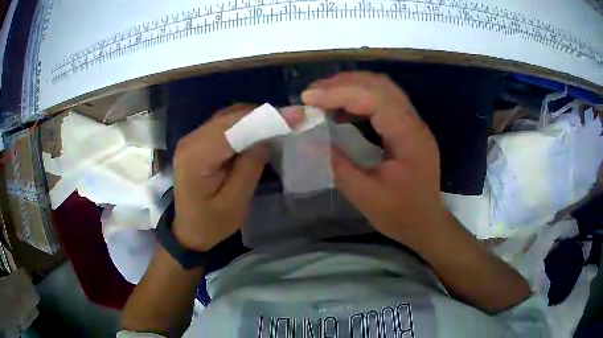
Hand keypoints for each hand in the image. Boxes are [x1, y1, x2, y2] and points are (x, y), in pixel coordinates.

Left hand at [172, 104, 301, 251]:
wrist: (189, 231)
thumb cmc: (211, 223)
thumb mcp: (235, 202)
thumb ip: (250, 166)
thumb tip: (267, 137)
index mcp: (197, 157)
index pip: (234, 128)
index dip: (266, 118)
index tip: (296, 116)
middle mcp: (191, 140)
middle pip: (230, 117)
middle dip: (262, 115)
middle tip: (292, 119)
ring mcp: (192, 139)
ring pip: (227, 116)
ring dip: (253, 117)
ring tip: (279, 123)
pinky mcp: (196, 142)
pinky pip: (222, 124)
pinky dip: (243, 123)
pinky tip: (258, 129)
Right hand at [302, 72, 446, 248]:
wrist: (427, 223)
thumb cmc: (400, 215)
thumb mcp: (365, 196)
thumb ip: (337, 165)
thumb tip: (310, 139)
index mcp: (409, 138)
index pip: (375, 99)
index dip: (339, 93)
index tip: (308, 98)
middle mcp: (415, 122)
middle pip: (379, 85)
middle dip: (342, 83)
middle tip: (312, 94)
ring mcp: (414, 122)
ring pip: (382, 88)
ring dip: (350, 87)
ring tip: (322, 96)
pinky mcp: (408, 127)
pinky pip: (383, 101)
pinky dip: (359, 98)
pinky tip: (341, 109)